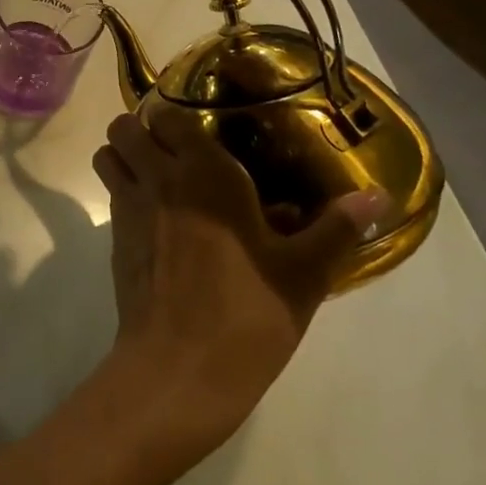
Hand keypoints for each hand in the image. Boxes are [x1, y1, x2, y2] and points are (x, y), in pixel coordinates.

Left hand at [91, 106, 387, 455]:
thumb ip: (337, 228)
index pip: (171, 114)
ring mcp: (129, 208)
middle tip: (177, 152)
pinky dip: (124, 192)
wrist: (180, 370)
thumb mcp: (303, 273)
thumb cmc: (248, 314)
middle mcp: (159, 178)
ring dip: (125, 156)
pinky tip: (156, 221)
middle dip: (143, 130)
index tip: (203, 132)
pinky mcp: (114, 240)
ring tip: (158, 176)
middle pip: (125, 126)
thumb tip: (378, 196)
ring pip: (108, 155)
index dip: (180, 117)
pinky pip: (111, 194)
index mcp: (204, 172)